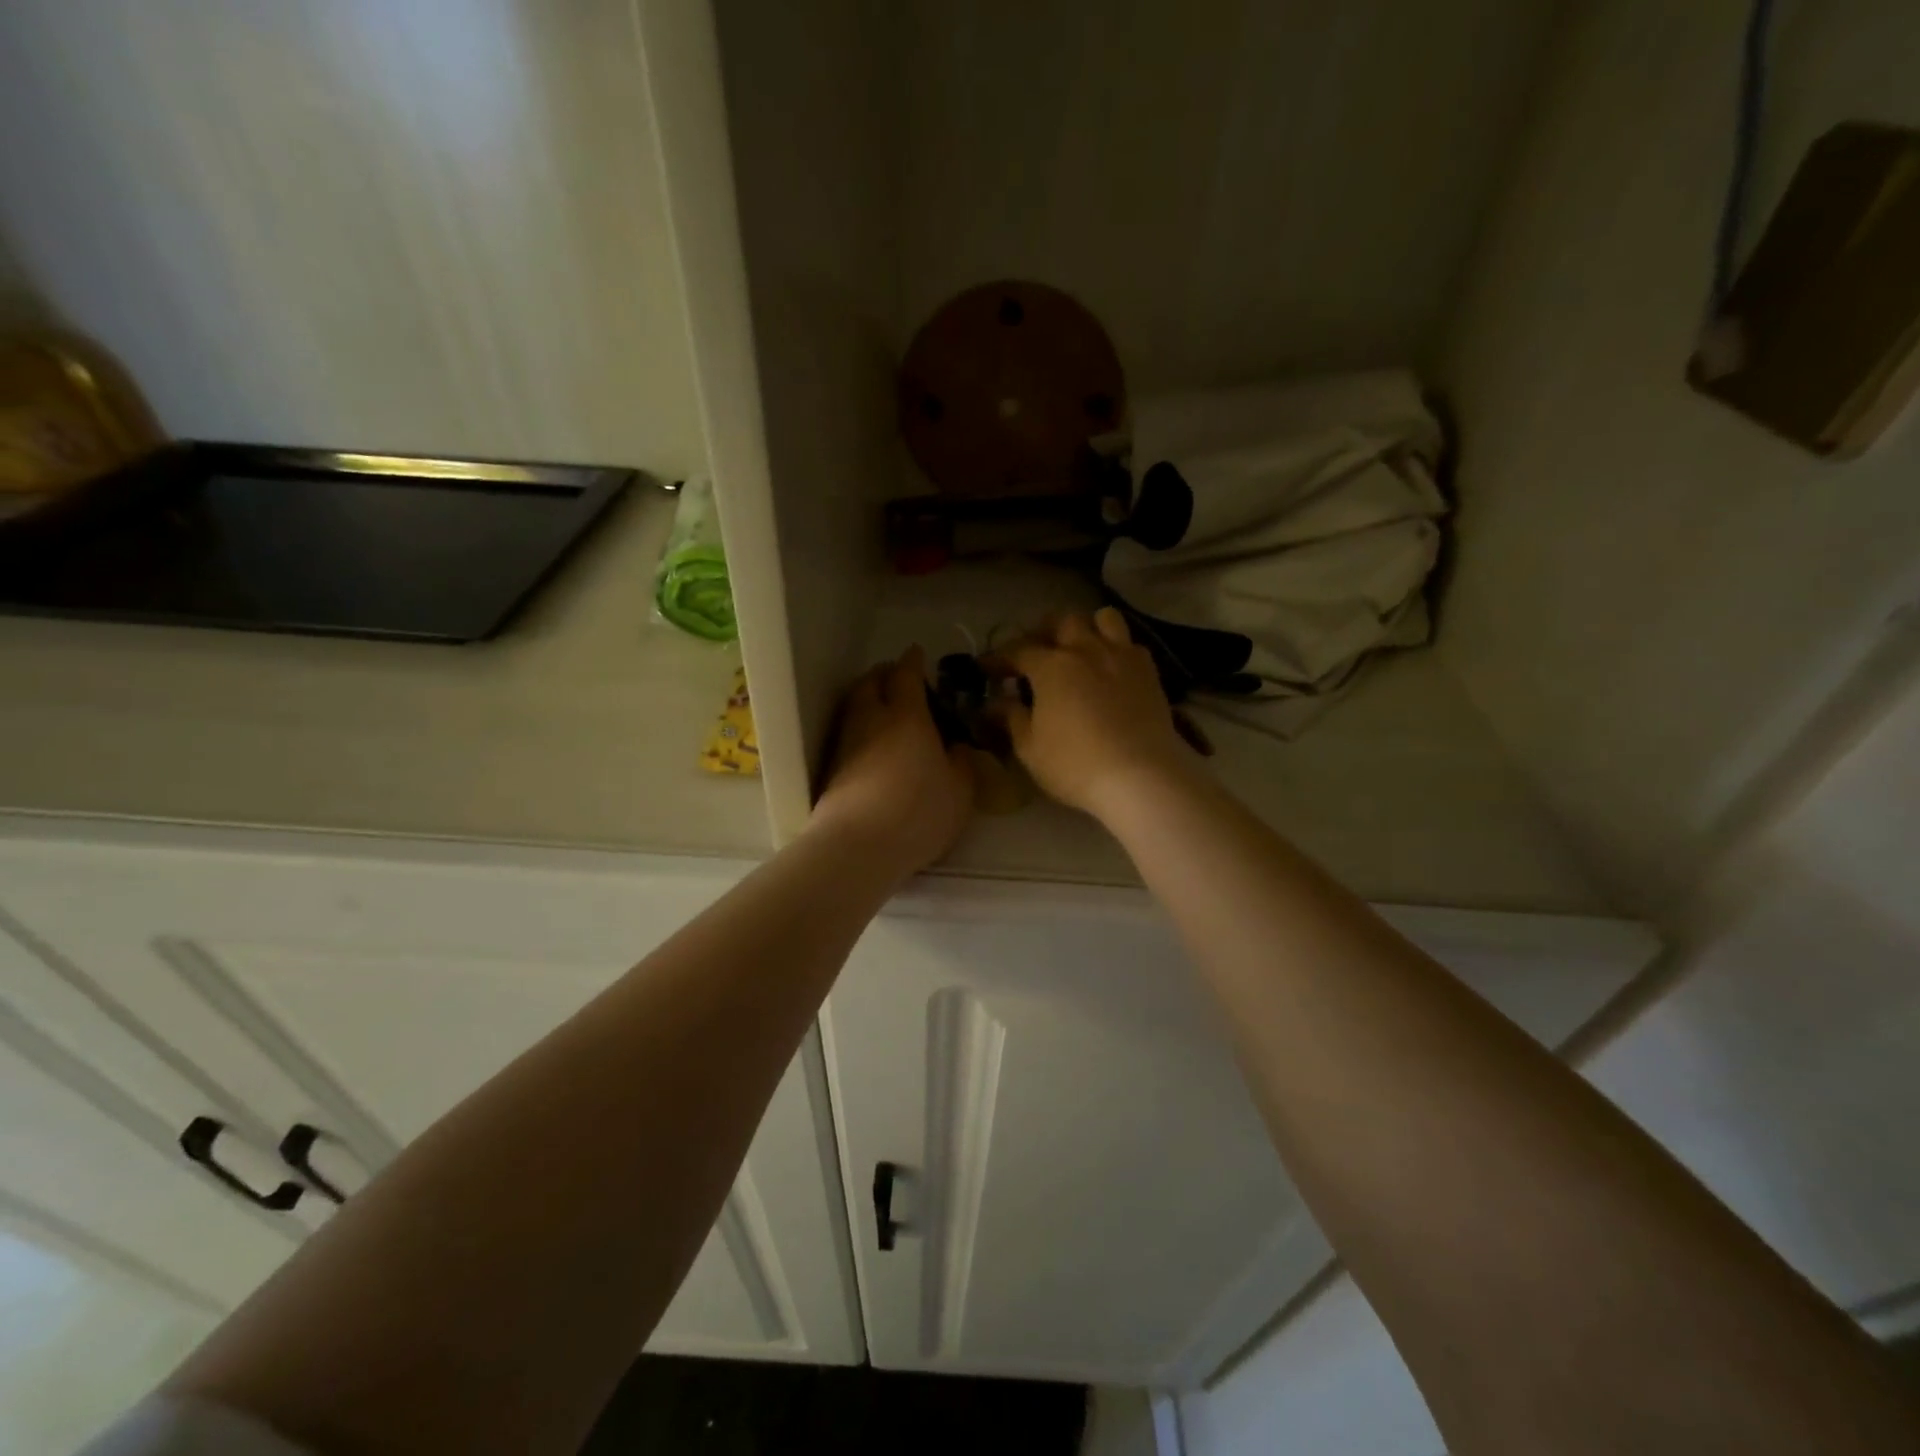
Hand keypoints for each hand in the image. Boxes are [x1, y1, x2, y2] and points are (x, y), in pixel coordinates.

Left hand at [812, 646, 974, 871]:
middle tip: (898, 679)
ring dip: (868, 700)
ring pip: (855, 708)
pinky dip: (861, 729)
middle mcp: (871, 720)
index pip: (906, 675)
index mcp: (907, 716)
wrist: (858, 845)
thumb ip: (962, 762)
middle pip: (870, 683)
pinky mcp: (832, 769)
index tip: (917, 654)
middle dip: (884, 675)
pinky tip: (874, 746)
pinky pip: (849, 734)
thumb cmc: (919, 811)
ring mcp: (846, 744)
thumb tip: (958, 747)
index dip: (912, 662)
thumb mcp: (960, 790)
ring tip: (886, 711)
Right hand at [994, 608, 1192, 820]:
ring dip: (1087, 628)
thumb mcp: (1030, 748)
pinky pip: (1130, 644)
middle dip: (1044, 632)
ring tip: (1079, 649)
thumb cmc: (1075, 765)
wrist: (1141, 777)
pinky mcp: (1149, 672)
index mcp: (1051, 666)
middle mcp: (1086, 650)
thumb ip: (1012, 718)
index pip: (1017, 650)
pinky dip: (1116, 649)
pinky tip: (1110, 670)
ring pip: (1104, 619)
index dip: (999, 657)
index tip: (986, 667)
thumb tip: (996, 703)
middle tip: (1035, 653)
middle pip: (1062, 621)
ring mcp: (1121, 656)